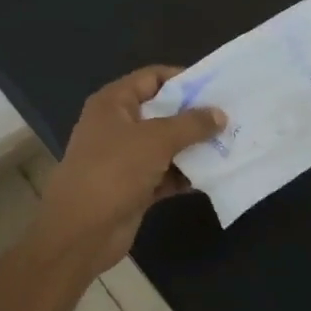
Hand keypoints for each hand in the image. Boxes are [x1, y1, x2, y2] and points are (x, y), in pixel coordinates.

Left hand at [31, 66, 226, 277]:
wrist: (80, 233)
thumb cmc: (114, 171)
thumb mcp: (157, 139)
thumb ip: (192, 124)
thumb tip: (220, 114)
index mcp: (114, 103)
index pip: (152, 77)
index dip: (183, 79)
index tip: (216, 86)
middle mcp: (118, 126)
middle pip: (162, 111)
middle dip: (195, 115)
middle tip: (230, 116)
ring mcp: (125, 158)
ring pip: (166, 145)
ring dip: (194, 147)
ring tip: (230, 143)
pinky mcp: (134, 187)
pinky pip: (166, 174)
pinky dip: (185, 174)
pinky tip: (214, 174)